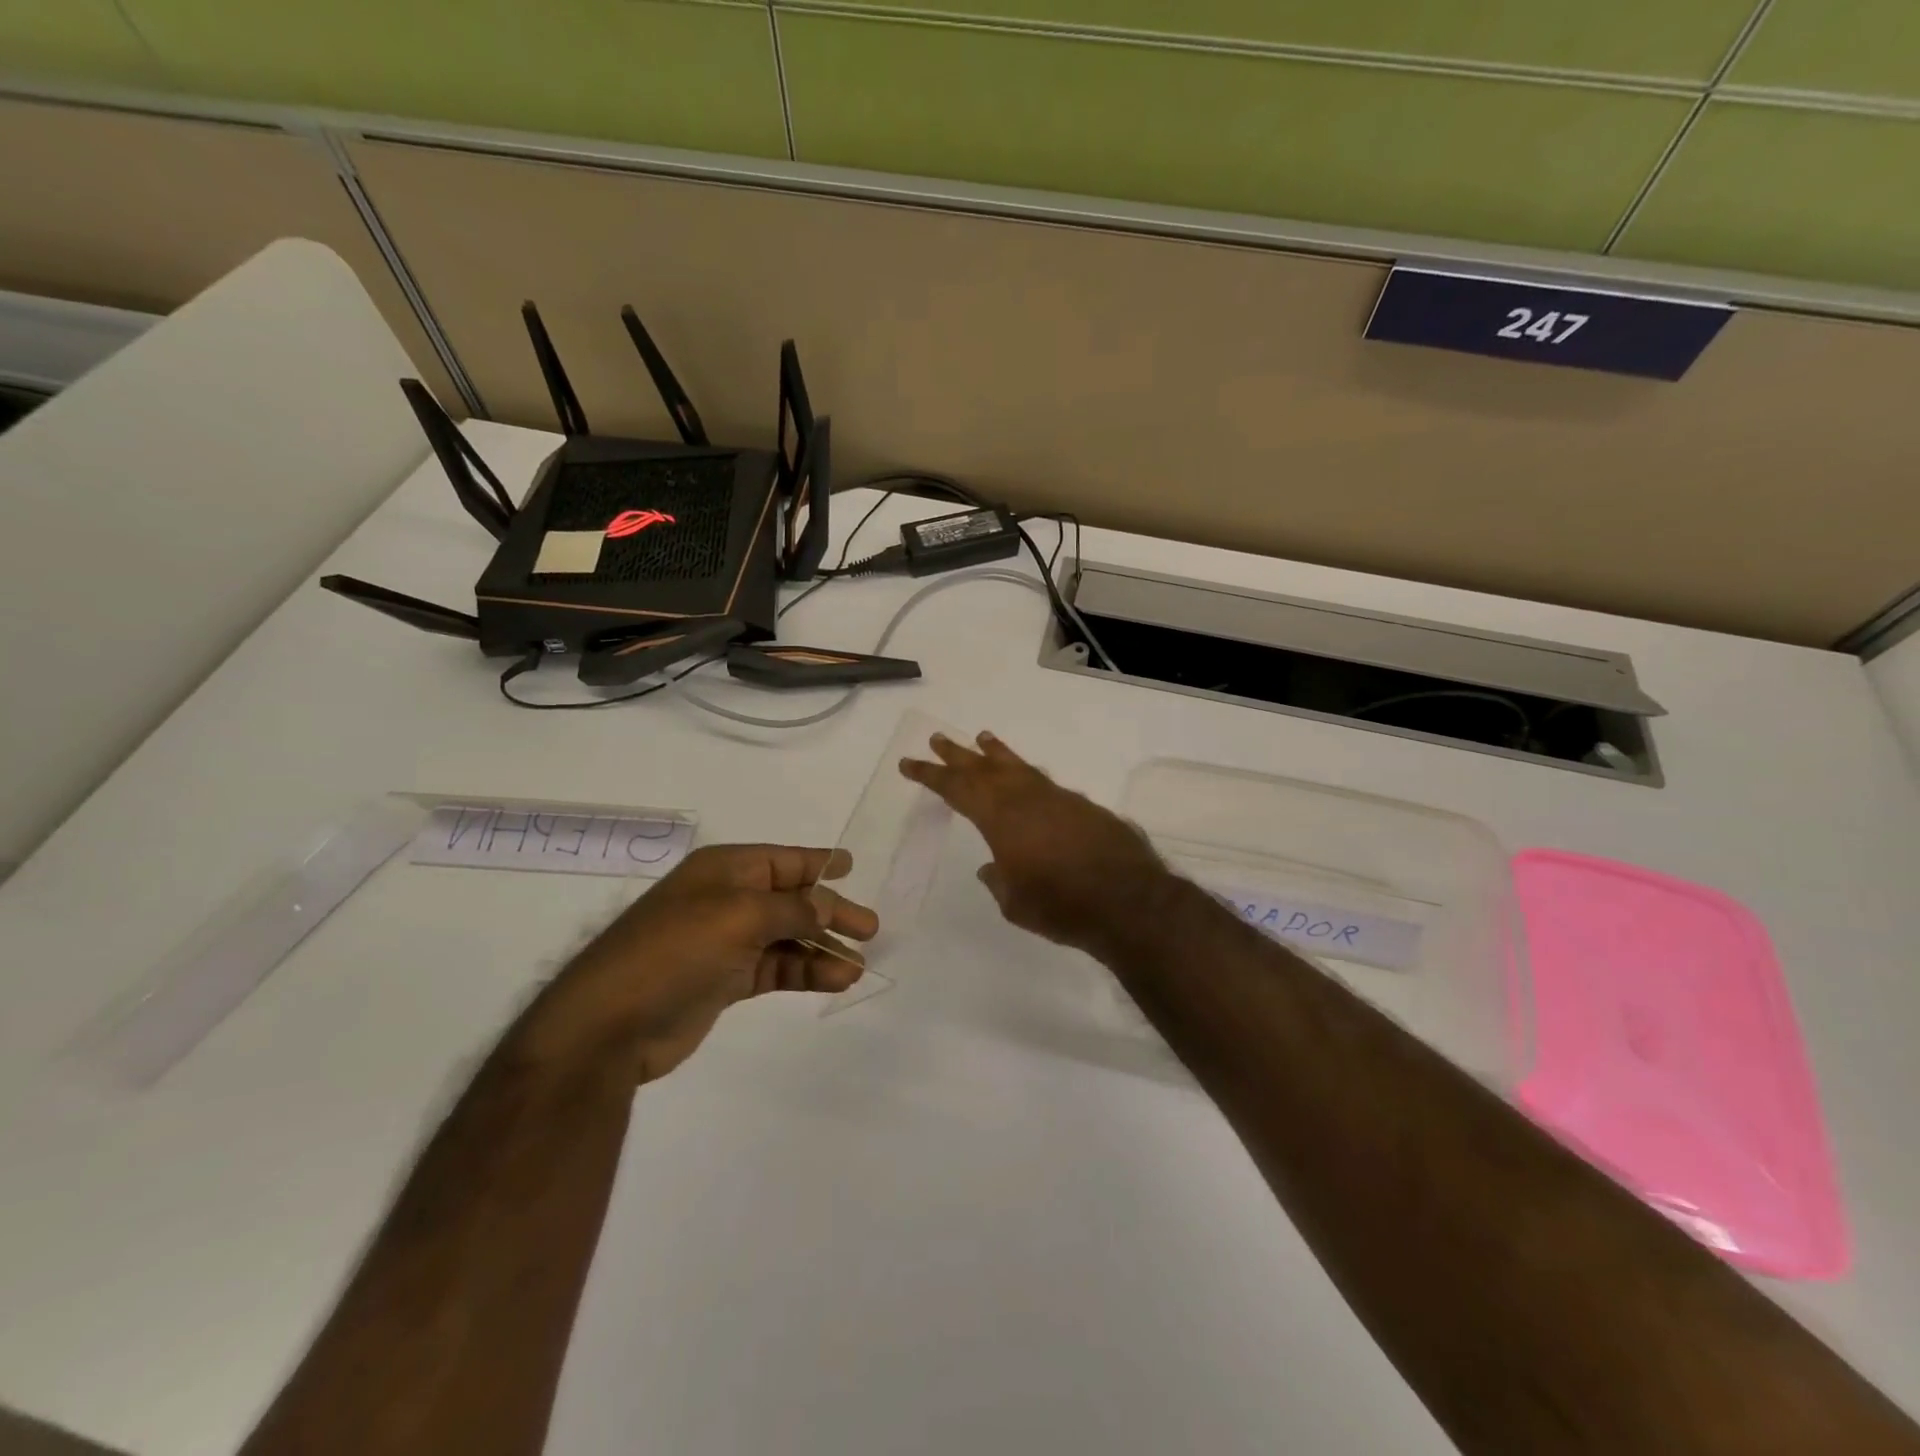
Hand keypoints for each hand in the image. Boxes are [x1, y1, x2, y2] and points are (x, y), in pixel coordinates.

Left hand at [522, 844, 878, 1083]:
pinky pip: (777, 968)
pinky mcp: (725, 981)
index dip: (818, 862)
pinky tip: (835, 980)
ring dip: (822, 949)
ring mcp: (725, 942)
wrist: (611, 1024)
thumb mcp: (741, 915)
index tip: (852, 865)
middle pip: (792, 900)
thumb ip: (793, 909)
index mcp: (725, 870)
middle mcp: (727, 900)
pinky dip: (805, 972)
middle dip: (830, 912)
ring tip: (857, 967)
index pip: (784, 860)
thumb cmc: (676, 950)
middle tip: (870, 928)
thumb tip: (828, 908)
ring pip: (788, 938)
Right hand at [899, 731, 1166, 954]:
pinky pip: (1044, 782)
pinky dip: (1028, 774)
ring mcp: (1058, 798)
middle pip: (985, 769)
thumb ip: (999, 880)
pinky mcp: (1083, 806)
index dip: (931, 775)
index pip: (957, 789)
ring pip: (1019, 767)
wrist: (1129, 902)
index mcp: (1001, 818)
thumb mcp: (1015, 902)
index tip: (910, 763)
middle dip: (958, 755)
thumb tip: (992, 867)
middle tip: (938, 738)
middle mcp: (1027, 798)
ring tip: (983, 738)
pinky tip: (1027, 778)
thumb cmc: (1061, 907)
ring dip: (997, 754)